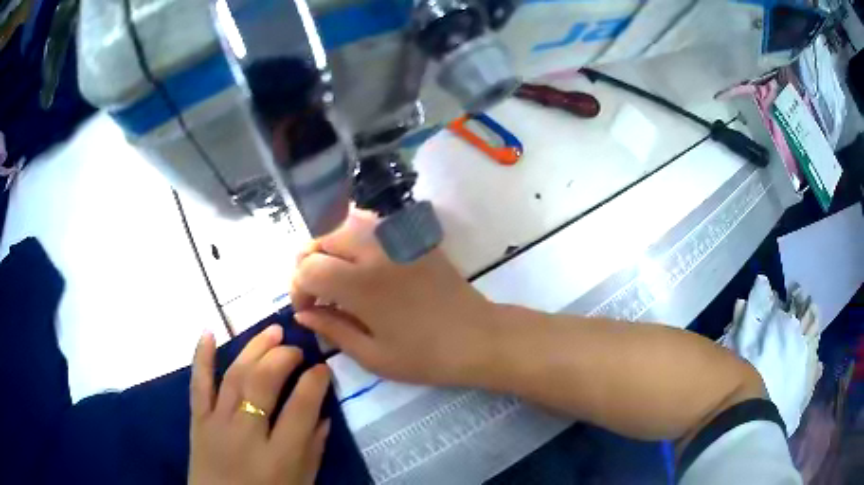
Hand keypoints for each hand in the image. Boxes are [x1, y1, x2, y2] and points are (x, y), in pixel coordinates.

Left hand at [188, 325, 330, 484]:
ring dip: (254, 349)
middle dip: (283, 358)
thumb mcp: (302, 483)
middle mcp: (246, 434)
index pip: (301, 409)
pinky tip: (209, 331)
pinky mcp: (197, 421)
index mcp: (279, 457)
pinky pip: (198, 385)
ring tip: (272, 331)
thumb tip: (325, 415)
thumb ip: (314, 450)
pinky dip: (202, 357)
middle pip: (263, 384)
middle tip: (297, 348)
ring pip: (234, 377)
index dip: (315, 383)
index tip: (323, 368)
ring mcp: (217, 424)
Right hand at [291, 210, 493, 385]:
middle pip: (322, 237)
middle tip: (316, 291)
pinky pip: (373, 223)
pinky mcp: (413, 237)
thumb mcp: (373, 356)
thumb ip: (332, 329)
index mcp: (361, 284)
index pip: (308, 268)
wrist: (479, 338)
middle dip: (308, 262)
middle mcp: (375, 250)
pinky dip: (354, 235)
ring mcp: (397, 238)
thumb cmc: (426, 356)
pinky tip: (360, 261)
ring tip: (334, 274)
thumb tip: (303, 313)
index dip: (298, 288)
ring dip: (330, 246)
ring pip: (345, 223)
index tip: (306, 309)